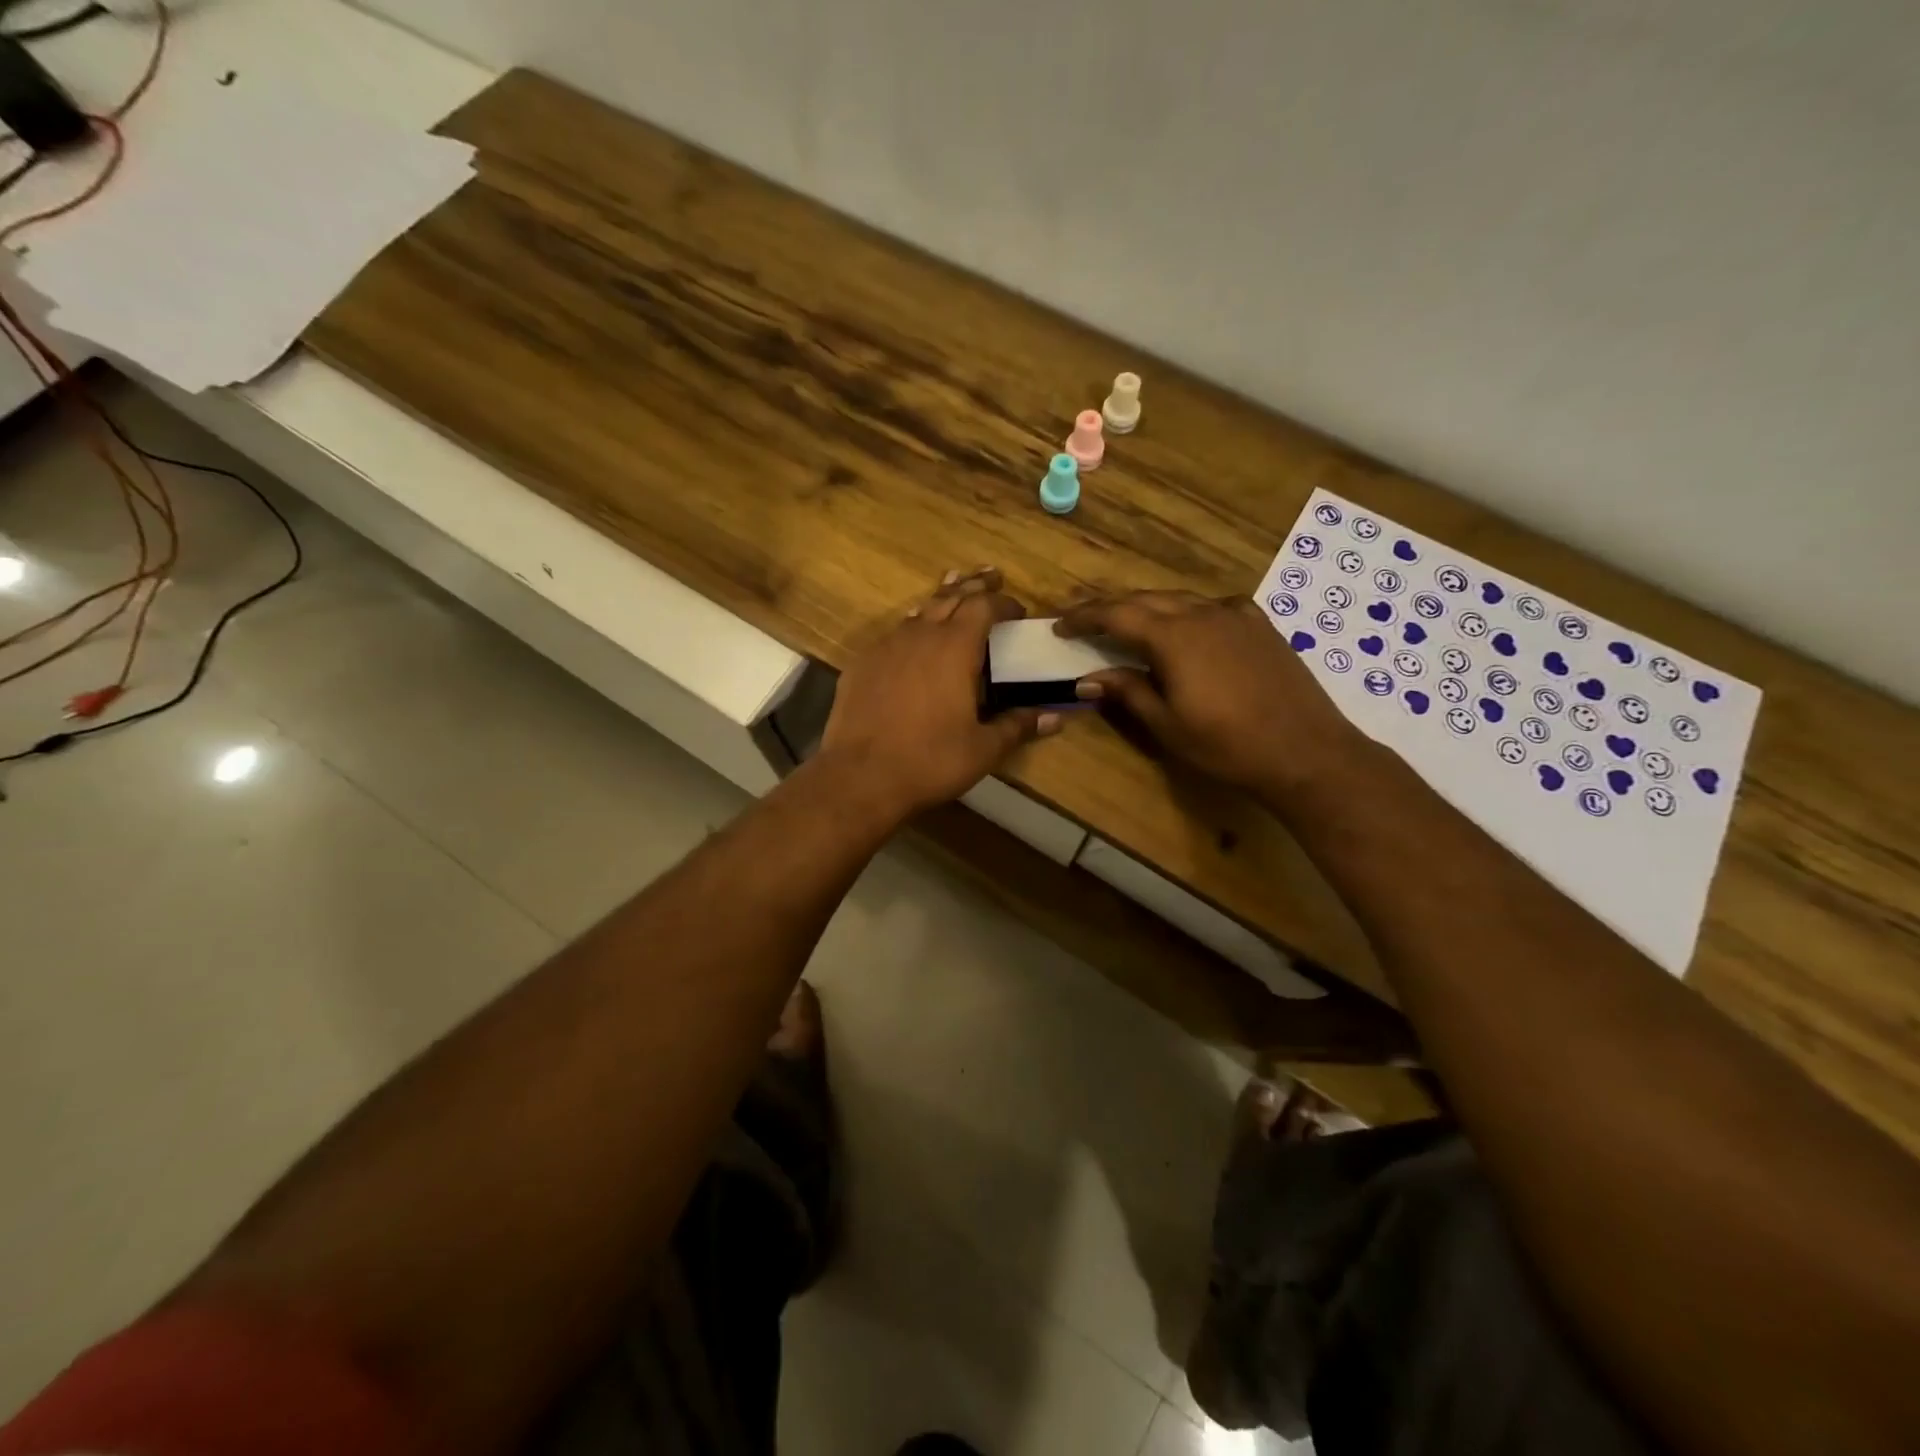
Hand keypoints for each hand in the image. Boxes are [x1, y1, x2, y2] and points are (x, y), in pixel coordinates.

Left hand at [820, 568, 1061, 817]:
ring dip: (940, 601)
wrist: (860, 777)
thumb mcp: (983, 748)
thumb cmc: (930, 761)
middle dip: (973, 586)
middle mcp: (920, 635)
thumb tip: (1056, 717)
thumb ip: (1018, 726)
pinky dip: (911, 628)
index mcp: (955, 648)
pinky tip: (912, 640)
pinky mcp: (861, 664)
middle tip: (990, 576)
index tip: (1018, 611)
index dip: (1003, 603)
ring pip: (918, 611)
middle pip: (950, 597)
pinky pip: (893, 634)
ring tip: (953, 591)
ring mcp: (885, 647)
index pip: (983, 606)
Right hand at [1055, 590, 1362, 800]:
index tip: (1059, 625)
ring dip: (1149, 608)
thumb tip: (1087, 677)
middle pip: (1146, 599)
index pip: (1116, 614)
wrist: (1306, 751)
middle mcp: (1202, 613)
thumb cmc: (1227, 745)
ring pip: (1180, 599)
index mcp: (1173, 636)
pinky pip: (1213, 606)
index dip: (1084, 617)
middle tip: (1086, 623)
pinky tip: (1190, 629)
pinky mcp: (1259, 625)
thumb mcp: (1167, 725)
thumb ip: (1127, 692)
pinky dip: (1189, 612)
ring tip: (1131, 626)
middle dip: (1111, 608)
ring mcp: (1235, 615)